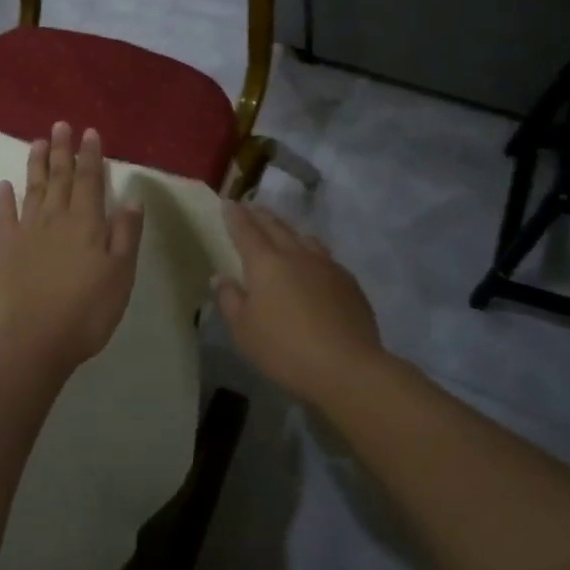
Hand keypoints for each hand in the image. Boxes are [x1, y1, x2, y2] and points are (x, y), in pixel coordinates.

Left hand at [0, 123, 144, 378]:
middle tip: (60, 125)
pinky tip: (4, 184)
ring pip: (33, 189)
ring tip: (37, 141)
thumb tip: (132, 199)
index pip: (90, 180)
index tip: (89, 132)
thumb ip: (126, 235)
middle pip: (59, 177)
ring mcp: (26, 232)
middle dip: (62, 150)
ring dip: (36, 164)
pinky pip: (4, 216)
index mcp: (87, 223)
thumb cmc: (87, 311)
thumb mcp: (121, 275)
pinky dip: (5, 197)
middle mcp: (56, 219)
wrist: (33, 340)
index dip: (91, 155)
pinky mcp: (4, 249)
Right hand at [215, 203, 384, 402]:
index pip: (246, 231)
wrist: (346, 367)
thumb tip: (221, 277)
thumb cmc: (284, 349)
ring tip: (282, 228)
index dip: (235, 216)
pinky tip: (313, 263)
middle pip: (276, 227)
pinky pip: (325, 256)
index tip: (229, 203)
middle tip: (251, 207)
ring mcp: (327, 266)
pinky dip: (311, 251)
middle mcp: (296, 255)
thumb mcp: (244, 330)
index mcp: (265, 263)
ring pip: (304, 238)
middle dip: (261, 215)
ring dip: (289, 229)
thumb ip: (230, 299)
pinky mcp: (348, 282)